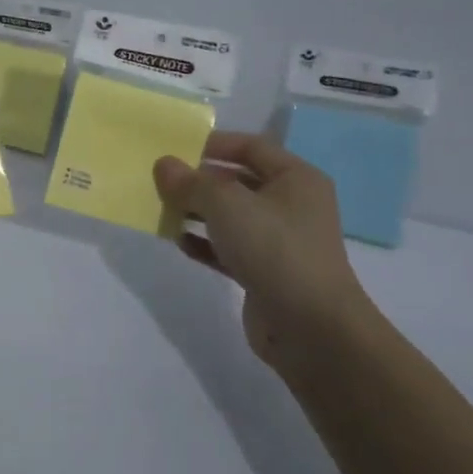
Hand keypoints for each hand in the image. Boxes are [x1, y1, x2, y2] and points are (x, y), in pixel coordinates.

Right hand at [153, 132, 372, 366]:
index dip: (213, 144)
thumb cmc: (274, 249)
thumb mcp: (227, 205)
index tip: (174, 149)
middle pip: (238, 181)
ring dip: (197, 212)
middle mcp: (291, 205)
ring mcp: (279, 241)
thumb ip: (191, 183)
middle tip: (161, 181)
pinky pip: (229, 248)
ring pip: (231, 217)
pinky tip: (178, 242)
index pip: (251, 147)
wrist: (311, 329)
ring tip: (162, 210)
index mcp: (295, 178)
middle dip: (199, 181)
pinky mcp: (265, 273)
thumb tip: (164, 165)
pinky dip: (204, 243)